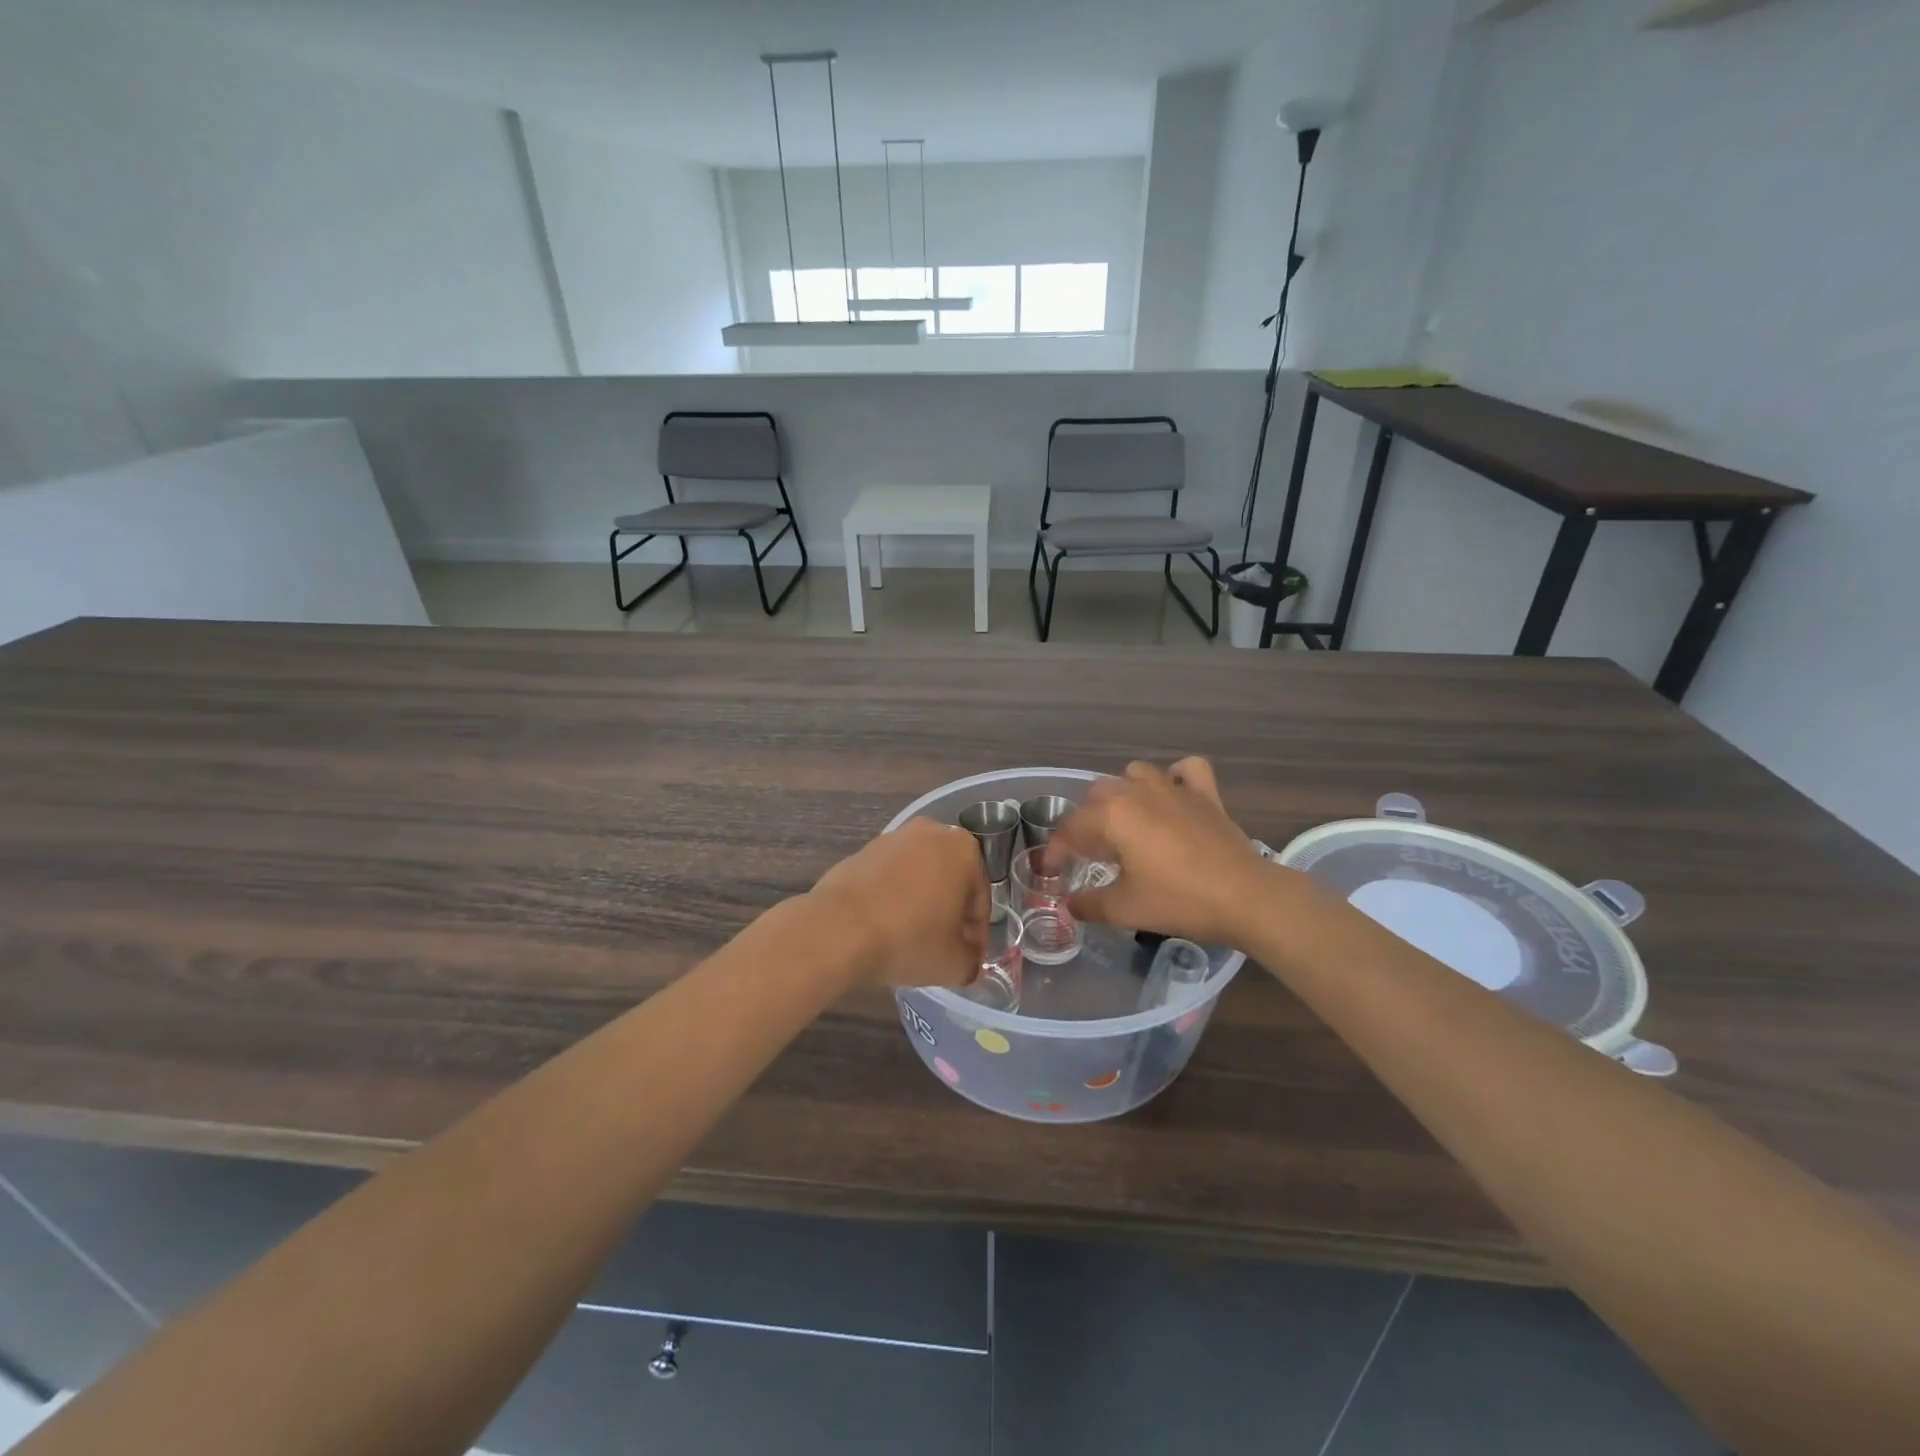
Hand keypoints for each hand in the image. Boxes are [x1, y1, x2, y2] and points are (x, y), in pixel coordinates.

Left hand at [809, 818, 989, 990]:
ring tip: (912, 938)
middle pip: (950, 879)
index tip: (969, 955)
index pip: (980, 896)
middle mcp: (931, 832)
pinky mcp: (863, 850)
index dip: (977, 931)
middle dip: (950, 910)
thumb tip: (968, 960)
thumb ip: (971, 961)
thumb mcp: (954, 964)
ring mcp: (893, 838)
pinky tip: (885, 926)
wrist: (839, 929)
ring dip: (921, 902)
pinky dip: (893, 897)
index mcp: (964, 850)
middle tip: (944, 946)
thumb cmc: (910, 939)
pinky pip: (890, 877)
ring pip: (919, 875)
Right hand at [1048, 758, 1276, 945]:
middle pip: (1097, 796)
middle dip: (1087, 822)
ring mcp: (1174, 788)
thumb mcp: (1124, 909)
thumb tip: (1070, 904)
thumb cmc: (1179, 900)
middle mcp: (1138, 792)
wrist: (1246, 897)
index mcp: (1113, 816)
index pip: (1071, 828)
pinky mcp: (1205, 794)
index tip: (1053, 872)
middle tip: (1091, 854)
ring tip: (1126, 823)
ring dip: (1123, 794)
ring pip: (1134, 774)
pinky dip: (1175, 778)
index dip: (1057, 851)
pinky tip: (1172, 797)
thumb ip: (1088, 904)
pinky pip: (1185, 770)